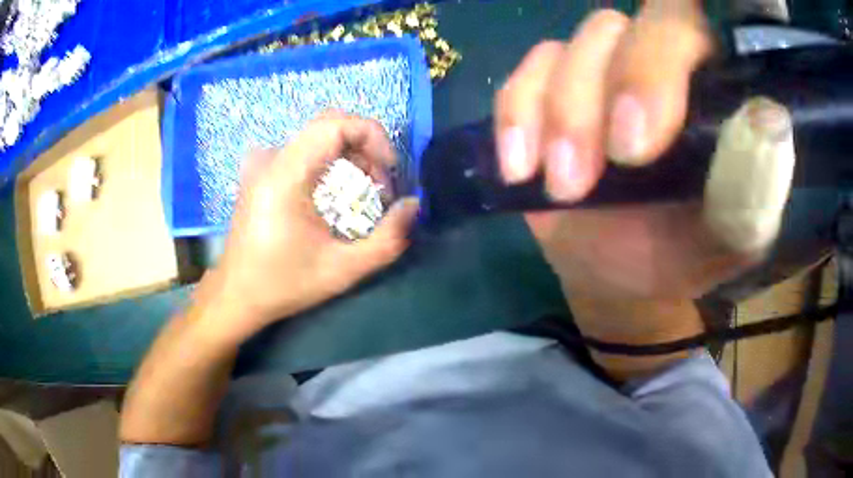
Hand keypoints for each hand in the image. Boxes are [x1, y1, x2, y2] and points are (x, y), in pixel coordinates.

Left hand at [200, 112, 419, 341]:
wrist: (237, 293)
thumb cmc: (285, 284)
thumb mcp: (343, 271)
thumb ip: (388, 240)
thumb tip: (414, 205)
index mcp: (285, 175)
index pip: (334, 124)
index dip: (372, 135)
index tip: (390, 170)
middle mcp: (271, 159)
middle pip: (328, 123)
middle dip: (365, 145)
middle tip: (380, 182)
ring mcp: (263, 162)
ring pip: (317, 135)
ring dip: (350, 152)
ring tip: (364, 190)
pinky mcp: (261, 171)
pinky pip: (303, 148)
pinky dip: (330, 159)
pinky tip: (335, 191)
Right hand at [495, 4, 792, 301]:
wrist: (619, 272)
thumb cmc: (682, 253)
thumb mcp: (730, 237)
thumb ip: (753, 188)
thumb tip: (769, 119)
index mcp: (709, 87)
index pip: (690, 25)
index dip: (663, 54)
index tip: (642, 141)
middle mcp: (652, 62)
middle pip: (622, 27)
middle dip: (607, 91)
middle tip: (602, 167)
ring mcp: (596, 72)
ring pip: (569, 50)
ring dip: (562, 115)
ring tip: (565, 188)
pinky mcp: (548, 92)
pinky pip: (523, 79)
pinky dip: (518, 118)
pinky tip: (522, 170)